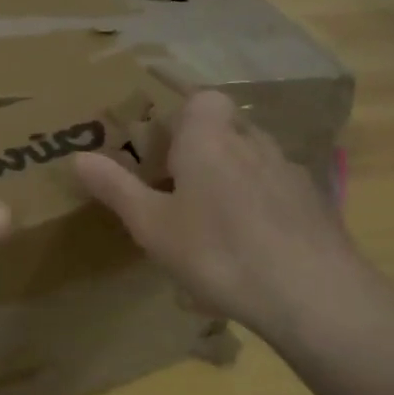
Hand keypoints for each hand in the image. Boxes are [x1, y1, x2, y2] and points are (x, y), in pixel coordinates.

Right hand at [74, 89, 386, 343]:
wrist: (316, 296)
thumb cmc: (219, 251)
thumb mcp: (152, 225)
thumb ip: (115, 187)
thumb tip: (76, 156)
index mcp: (209, 138)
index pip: (202, 98)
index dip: (183, 114)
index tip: (163, 144)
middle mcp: (253, 143)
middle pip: (227, 127)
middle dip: (205, 147)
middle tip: (180, 183)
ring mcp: (291, 173)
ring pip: (255, 159)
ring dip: (235, 176)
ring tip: (214, 219)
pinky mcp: (317, 206)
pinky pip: (278, 191)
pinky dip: (262, 205)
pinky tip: (252, 246)